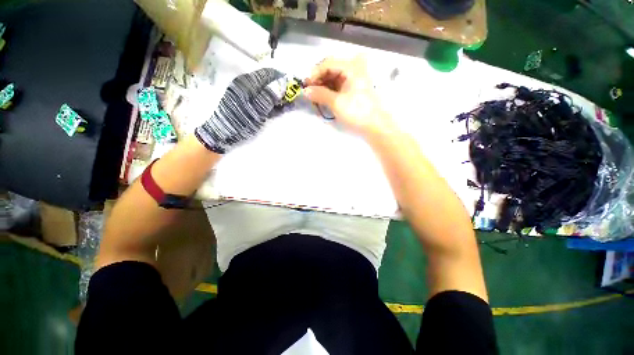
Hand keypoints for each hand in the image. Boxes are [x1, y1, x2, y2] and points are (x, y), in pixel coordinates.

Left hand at [195, 68, 287, 153]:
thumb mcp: (256, 109)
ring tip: (291, 105)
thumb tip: (284, 82)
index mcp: (247, 82)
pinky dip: (274, 105)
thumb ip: (269, 96)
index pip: (269, 73)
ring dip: (280, 98)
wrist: (223, 135)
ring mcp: (249, 96)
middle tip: (295, 98)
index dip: (283, 78)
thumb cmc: (239, 121)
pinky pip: (265, 102)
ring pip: (268, 93)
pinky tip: (282, 109)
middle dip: (283, 89)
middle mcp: (248, 86)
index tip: (295, 86)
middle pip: (269, 83)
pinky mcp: (250, 105)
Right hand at [303, 56, 395, 138]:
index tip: (306, 86)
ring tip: (315, 96)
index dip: (315, 74)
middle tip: (309, 91)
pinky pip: (338, 84)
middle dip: (318, 79)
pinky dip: (330, 90)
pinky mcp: (354, 88)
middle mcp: (354, 68)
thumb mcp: (336, 103)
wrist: (375, 125)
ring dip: (323, 85)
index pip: (328, 63)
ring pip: (334, 77)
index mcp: (351, 67)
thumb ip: (319, 94)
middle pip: (330, 68)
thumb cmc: (357, 112)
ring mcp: (354, 78)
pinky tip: (324, 97)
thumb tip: (305, 91)